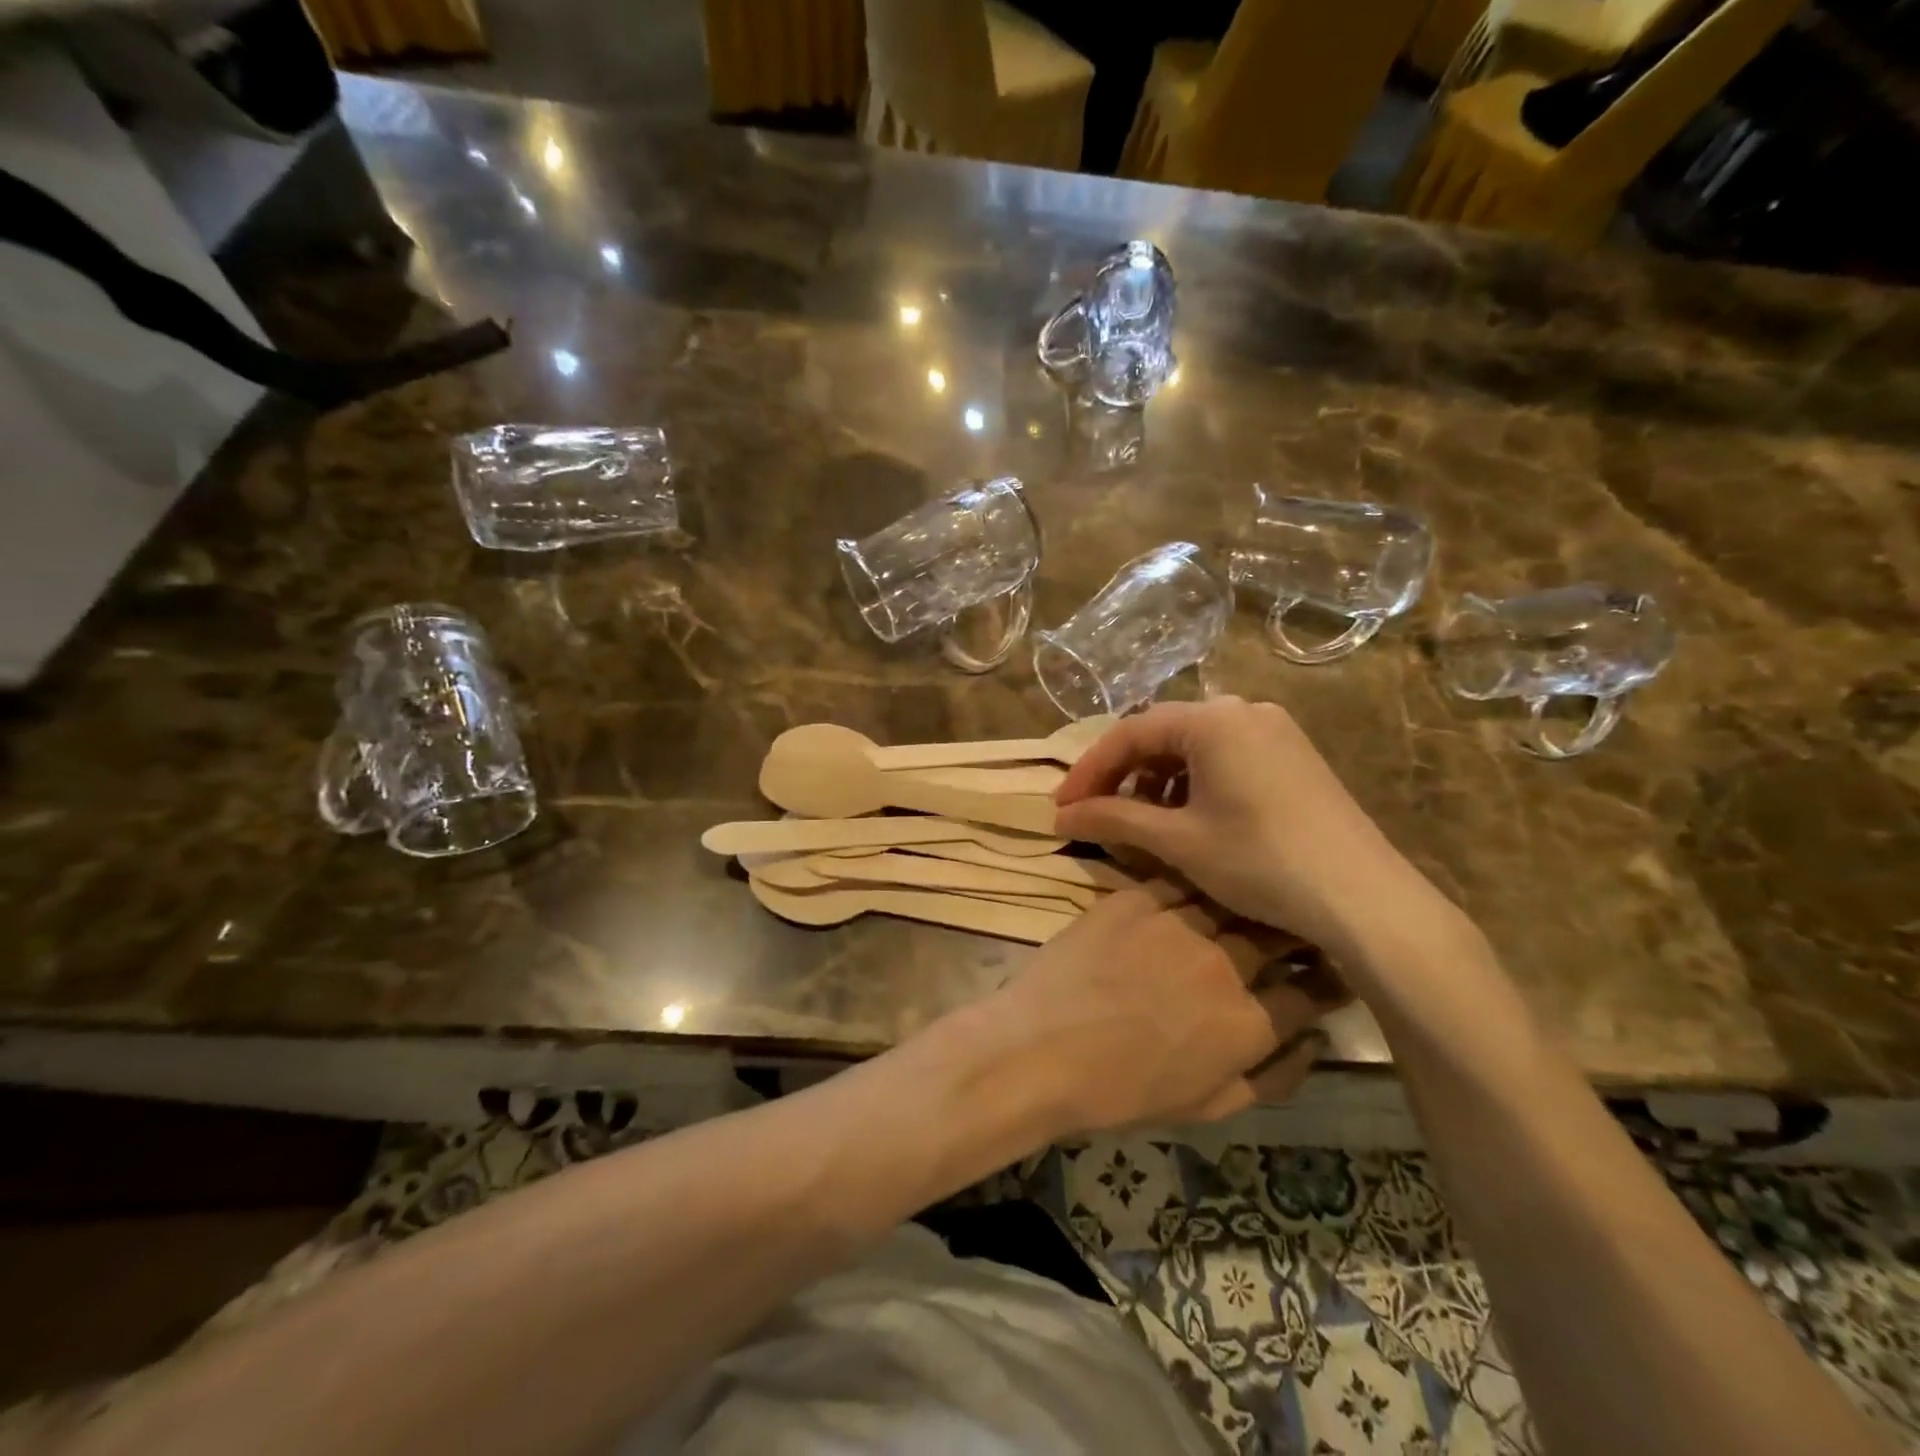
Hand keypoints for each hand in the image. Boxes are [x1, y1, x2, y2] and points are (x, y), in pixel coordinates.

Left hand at [989, 882, 1345, 1134]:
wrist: (1042, 1052)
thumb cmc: (1123, 1093)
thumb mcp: (1209, 1106)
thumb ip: (1273, 1077)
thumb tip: (1315, 1042)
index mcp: (1248, 1023)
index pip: (1311, 992)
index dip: (1329, 981)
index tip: (1333, 971)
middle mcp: (1224, 965)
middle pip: (1278, 935)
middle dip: (1296, 932)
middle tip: (1295, 927)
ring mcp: (1177, 925)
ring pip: (1231, 900)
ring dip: (1247, 901)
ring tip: (1250, 898)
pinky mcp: (1135, 900)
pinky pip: (1179, 882)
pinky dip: (1195, 885)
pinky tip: (1197, 884)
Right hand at [1053, 698, 1453, 959]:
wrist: (1364, 897)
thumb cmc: (1261, 861)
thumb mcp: (1178, 841)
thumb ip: (1113, 819)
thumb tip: (1059, 815)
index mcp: (1212, 720)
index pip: (1129, 733)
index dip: (1088, 770)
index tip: (1060, 806)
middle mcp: (1244, 710)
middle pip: (1161, 734)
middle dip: (1122, 774)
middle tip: (1093, 813)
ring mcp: (1274, 730)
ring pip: (1193, 746)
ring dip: (1156, 780)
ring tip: (1139, 821)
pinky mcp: (1292, 755)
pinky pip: (1225, 756)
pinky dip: (1193, 782)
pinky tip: (1187, 817)